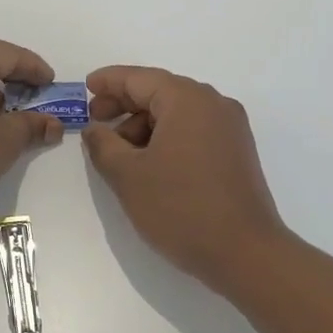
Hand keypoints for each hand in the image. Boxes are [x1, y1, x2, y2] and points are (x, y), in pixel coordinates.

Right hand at [83, 66, 289, 290]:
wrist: (246, 255)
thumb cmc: (181, 208)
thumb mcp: (128, 175)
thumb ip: (103, 144)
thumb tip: (95, 130)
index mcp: (187, 100)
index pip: (139, 78)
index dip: (109, 81)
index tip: (85, 87)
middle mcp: (213, 104)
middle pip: (159, 91)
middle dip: (124, 104)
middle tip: (95, 121)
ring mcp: (230, 129)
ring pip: (176, 113)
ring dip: (143, 125)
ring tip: (119, 153)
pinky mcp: (236, 152)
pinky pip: (193, 131)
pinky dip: (166, 137)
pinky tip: (148, 163)